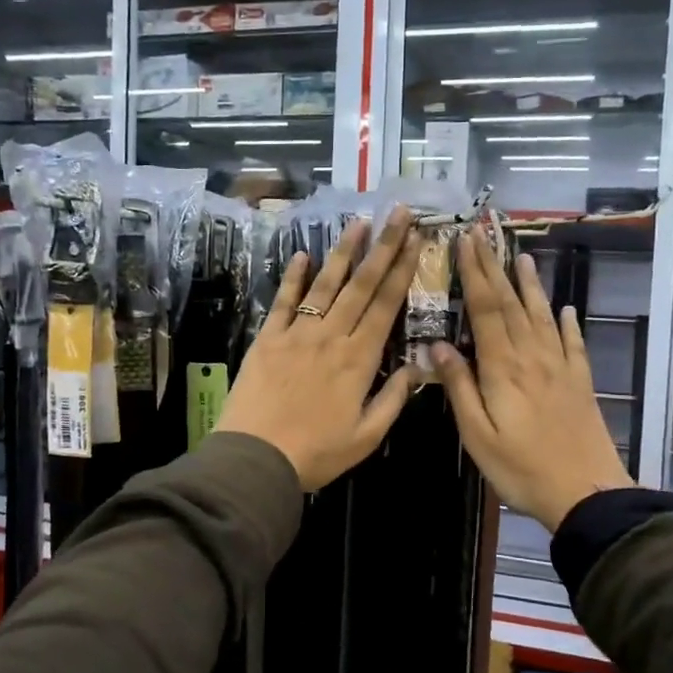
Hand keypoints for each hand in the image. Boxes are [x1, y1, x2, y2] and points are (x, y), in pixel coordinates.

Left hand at [219, 209, 423, 490]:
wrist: (255, 458)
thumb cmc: (315, 453)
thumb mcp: (366, 437)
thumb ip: (393, 399)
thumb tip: (416, 367)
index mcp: (359, 360)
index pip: (387, 306)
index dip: (402, 270)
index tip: (415, 240)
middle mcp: (331, 337)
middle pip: (362, 285)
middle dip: (383, 247)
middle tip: (397, 214)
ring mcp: (297, 334)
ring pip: (325, 285)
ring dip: (343, 252)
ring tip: (358, 222)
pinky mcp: (268, 338)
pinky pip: (284, 301)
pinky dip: (293, 277)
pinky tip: (303, 254)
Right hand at [432, 232, 634, 530]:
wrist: (586, 493)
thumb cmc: (521, 468)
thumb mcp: (477, 435)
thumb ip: (459, 387)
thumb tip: (437, 345)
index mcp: (503, 367)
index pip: (485, 309)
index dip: (474, 274)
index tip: (464, 243)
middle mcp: (532, 357)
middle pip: (511, 304)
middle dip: (495, 267)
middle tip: (484, 236)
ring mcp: (560, 367)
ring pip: (542, 315)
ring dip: (530, 285)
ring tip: (523, 257)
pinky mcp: (580, 382)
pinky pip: (572, 343)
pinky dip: (568, 322)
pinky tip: (566, 309)